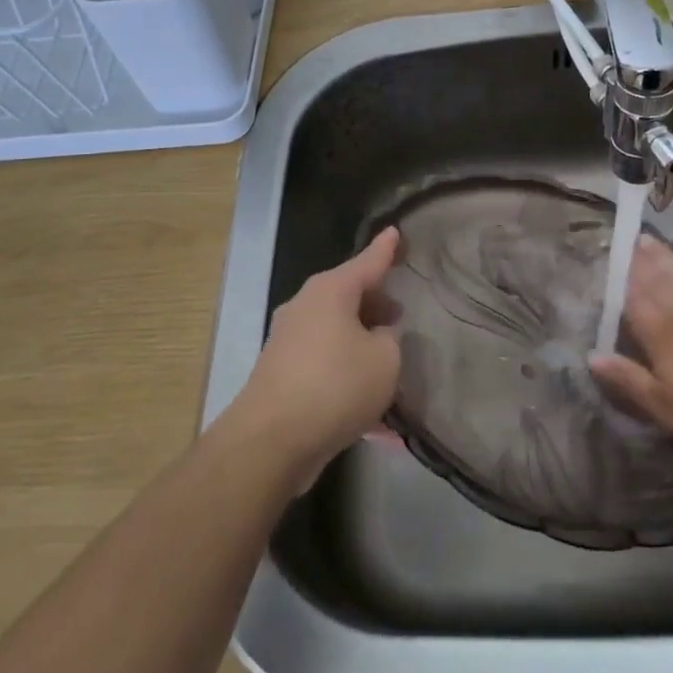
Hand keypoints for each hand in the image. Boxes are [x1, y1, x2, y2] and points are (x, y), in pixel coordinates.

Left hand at [231, 227, 402, 481]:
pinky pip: (325, 365)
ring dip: (361, 343)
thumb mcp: (384, 359)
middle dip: (375, 303)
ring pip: (336, 331)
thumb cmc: (336, 385)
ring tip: (389, 361)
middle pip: (348, 296)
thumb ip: (389, 339)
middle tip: (400, 312)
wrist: (271, 441)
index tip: (395, 232)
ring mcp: (289, 341)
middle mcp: (305, 307)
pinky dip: (347, 378)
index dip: (386, 249)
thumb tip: (377, 336)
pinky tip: (373, 415)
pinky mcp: (282, 374)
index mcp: (330, 291)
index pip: (367, 262)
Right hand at [589, 236, 672, 449]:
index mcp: (662, 338)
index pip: (635, 304)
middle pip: (659, 284)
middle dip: (642, 263)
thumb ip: (628, 380)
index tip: (611, 262)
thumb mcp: (665, 407)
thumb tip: (591, 355)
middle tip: (630, 240)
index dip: (622, 284)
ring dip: (668, 258)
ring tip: (651, 240)